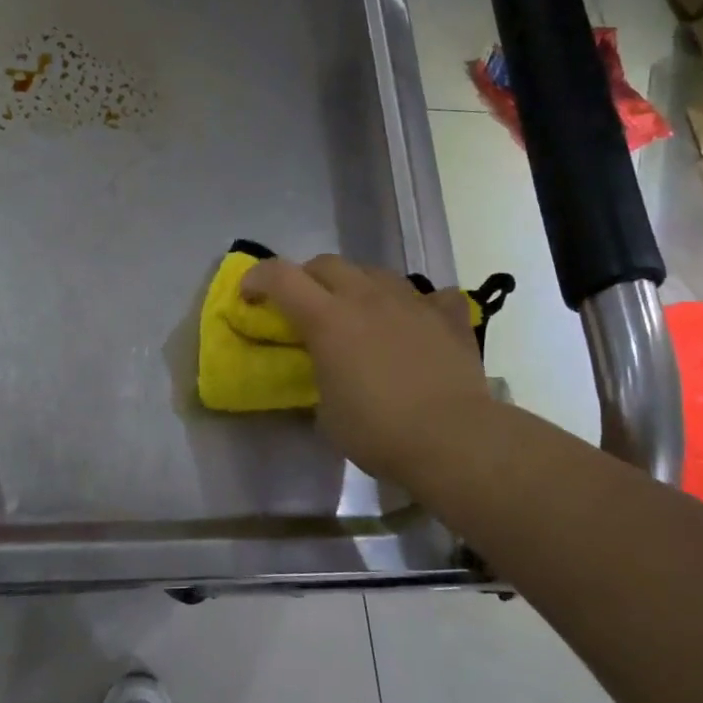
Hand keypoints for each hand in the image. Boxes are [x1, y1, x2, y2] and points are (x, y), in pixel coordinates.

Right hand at [241, 255, 489, 491]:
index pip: (280, 276)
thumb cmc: (377, 431)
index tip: (249, 296)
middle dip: (307, 278)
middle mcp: (366, 297)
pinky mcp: (447, 316)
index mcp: (327, 319)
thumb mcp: (327, 413)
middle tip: (305, 306)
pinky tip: (416, 322)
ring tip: (359, 312)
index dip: (257, 278)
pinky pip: (429, 296)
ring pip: (375, 272)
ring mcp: (411, 301)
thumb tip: (327, 371)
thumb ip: (319, 377)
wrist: (452, 438)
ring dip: (357, 286)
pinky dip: (417, 305)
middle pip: (326, 263)